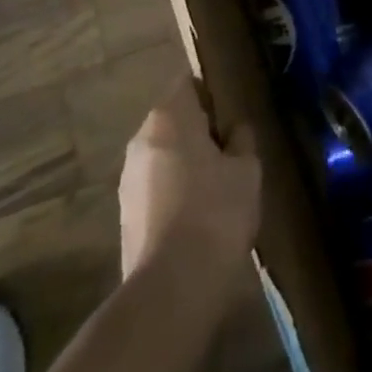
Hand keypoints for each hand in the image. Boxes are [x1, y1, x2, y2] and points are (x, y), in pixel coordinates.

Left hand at [119, 75, 261, 285]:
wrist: (173, 288)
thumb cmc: (216, 212)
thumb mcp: (246, 169)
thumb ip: (241, 139)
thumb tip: (234, 130)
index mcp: (169, 116)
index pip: (189, 83)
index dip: (212, 92)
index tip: (232, 110)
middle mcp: (141, 139)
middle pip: (173, 119)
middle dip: (199, 129)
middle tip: (231, 148)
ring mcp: (128, 178)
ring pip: (163, 155)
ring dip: (185, 162)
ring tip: (217, 185)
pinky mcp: (125, 215)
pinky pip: (155, 187)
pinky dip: (174, 191)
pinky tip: (198, 215)